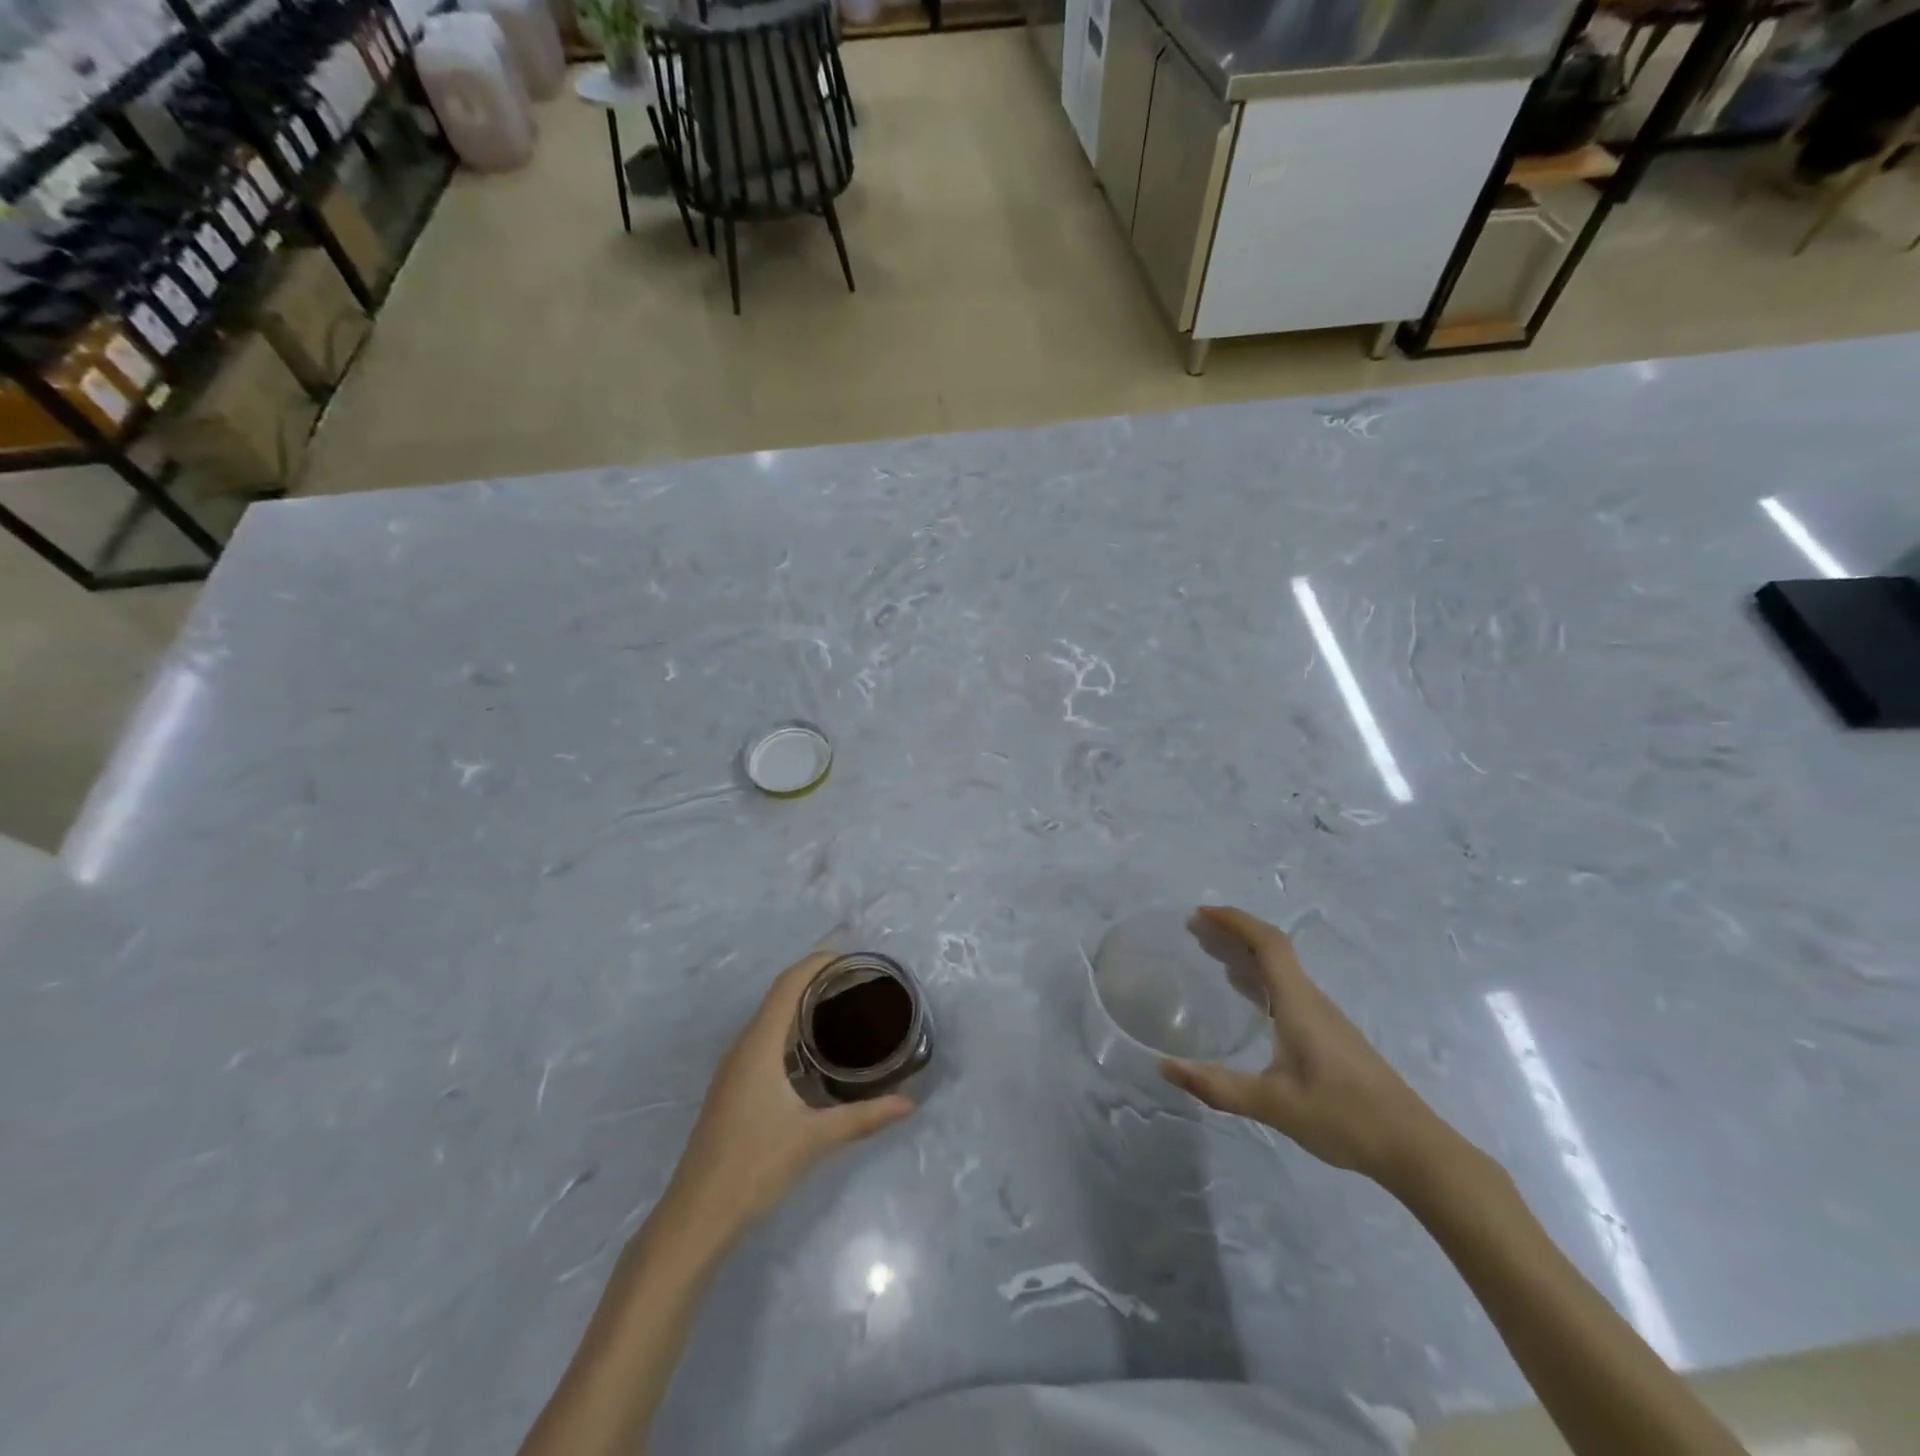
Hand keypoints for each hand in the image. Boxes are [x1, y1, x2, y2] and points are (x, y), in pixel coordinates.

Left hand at [661, 951, 914, 1243]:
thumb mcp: (814, 1139)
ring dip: (803, 1003)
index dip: (817, 963)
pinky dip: (792, 1027)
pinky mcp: (735, 1085)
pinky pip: (766, 1038)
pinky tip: (816, 1048)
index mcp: (759, 1045)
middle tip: (859, 982)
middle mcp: (744, 1046)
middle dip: (817, 979)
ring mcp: (735, 1066)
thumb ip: (863, 1117)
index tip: (852, 959)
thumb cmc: (753, 1166)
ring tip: (844, 1006)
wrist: (696, 1215)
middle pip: (780, 994)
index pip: (788, 984)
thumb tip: (909, 1104)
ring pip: (771, 1017)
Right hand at [1161, 906, 1448, 1188]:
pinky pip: (1287, 990)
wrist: (1414, 1149)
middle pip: (1271, 951)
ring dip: (1245, 956)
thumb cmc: (1344, 1117)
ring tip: (1211, 956)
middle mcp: (1312, 1001)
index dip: (1234, 922)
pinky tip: (1247, 1000)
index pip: (1268, 943)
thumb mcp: (1273, 1103)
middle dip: (1232, 934)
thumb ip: (1217, 1086)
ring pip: (1281, 971)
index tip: (1200, 914)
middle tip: (1194, 931)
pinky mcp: (1330, 1037)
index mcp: (1299, 1003)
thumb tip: (1164, 1067)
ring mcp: (1324, 1019)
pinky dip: (1259, 980)